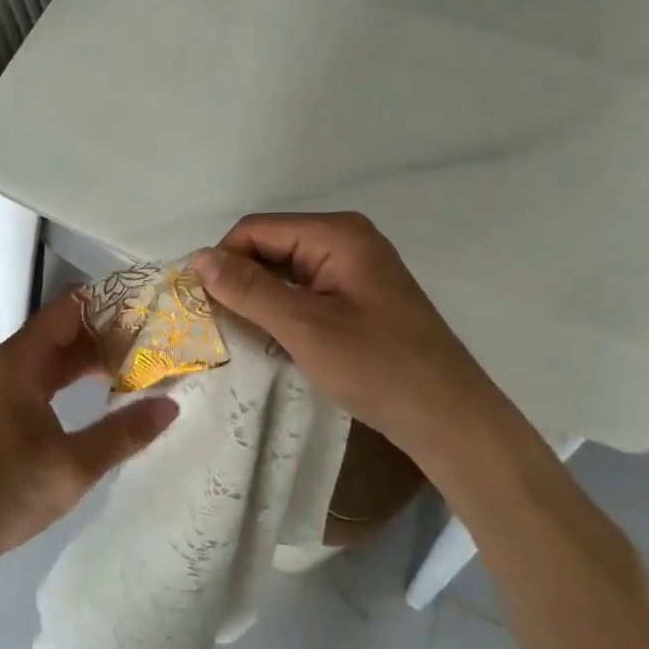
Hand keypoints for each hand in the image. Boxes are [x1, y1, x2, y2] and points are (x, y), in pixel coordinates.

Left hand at [0, 289, 176, 573]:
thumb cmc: (7, 491)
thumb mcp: (74, 465)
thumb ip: (124, 433)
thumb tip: (170, 404)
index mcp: (23, 360)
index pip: (71, 306)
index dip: (110, 302)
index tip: (151, 308)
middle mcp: (13, 361)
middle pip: (65, 326)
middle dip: (109, 328)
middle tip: (156, 336)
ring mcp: (7, 384)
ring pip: (57, 352)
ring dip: (94, 352)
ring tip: (141, 358)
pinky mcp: (6, 406)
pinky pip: (48, 374)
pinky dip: (77, 373)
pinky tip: (106, 387)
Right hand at [192, 212, 512, 465]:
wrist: (449, 419)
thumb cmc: (378, 367)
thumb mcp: (304, 327)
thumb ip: (249, 289)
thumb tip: (199, 258)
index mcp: (337, 234)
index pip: (256, 230)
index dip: (223, 261)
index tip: (201, 304)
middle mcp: (346, 240)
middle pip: (270, 246)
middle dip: (240, 280)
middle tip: (215, 323)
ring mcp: (355, 268)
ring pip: (285, 270)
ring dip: (259, 298)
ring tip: (238, 333)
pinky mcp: (359, 296)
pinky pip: (305, 289)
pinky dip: (282, 309)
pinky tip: (271, 338)